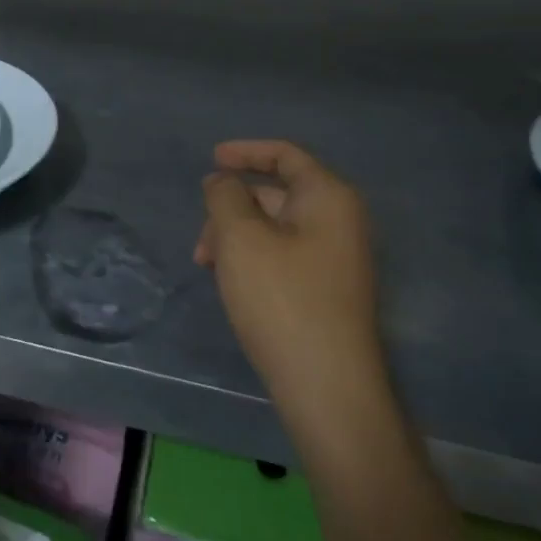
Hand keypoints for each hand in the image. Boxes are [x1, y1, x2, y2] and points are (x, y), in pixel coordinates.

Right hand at [196, 141, 381, 406]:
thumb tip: (223, 181)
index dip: (245, 152)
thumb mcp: (241, 238)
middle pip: (277, 193)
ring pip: (275, 228)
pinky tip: (231, 283)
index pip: (285, 154)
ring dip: (237, 236)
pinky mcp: (328, 290)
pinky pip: (284, 255)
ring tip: (208, 267)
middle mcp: (340, 221)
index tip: (211, 159)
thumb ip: (226, 196)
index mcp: (328, 197)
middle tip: (201, 239)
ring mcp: (337, 258)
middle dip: (232, 207)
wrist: (328, 388)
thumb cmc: (282, 300)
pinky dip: (253, 258)